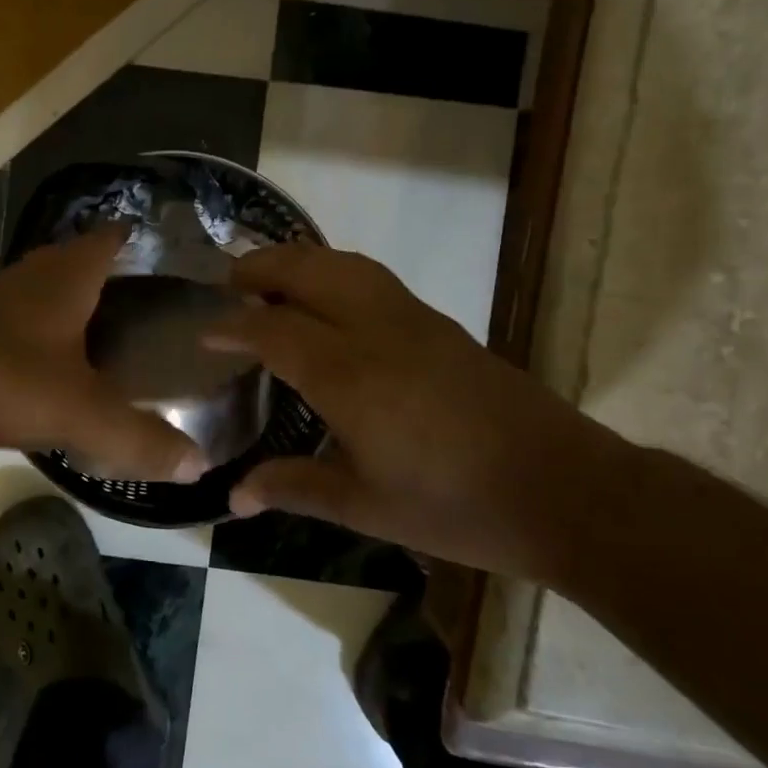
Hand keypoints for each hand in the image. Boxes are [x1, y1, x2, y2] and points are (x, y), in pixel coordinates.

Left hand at [0, 226, 208, 482]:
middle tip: (155, 306)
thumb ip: (140, 438)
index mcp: (70, 275)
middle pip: (85, 258)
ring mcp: (0, 293)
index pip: (116, 237)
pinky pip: (25, 311)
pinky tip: (57, 358)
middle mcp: (36, 271)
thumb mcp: (81, 413)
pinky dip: (47, 324)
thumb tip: (198, 465)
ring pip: (51, 285)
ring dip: (79, 299)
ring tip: (115, 331)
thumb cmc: (4, 379)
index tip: (175, 263)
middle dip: (118, 275)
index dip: (146, 243)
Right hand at [203, 245, 630, 579]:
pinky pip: (374, 280)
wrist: (563, 490)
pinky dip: (336, 273)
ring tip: (273, 280)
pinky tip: (332, 305)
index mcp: (349, 375)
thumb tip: (233, 496)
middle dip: (262, 267)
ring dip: (302, 262)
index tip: (204, 332)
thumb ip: (295, 488)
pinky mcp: (442, 326)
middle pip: (309, 271)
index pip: (273, 329)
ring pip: (346, 265)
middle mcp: (376, 331)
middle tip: (229, 282)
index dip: (233, 326)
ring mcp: (415, 321)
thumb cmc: (455, 505)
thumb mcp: (365, 506)